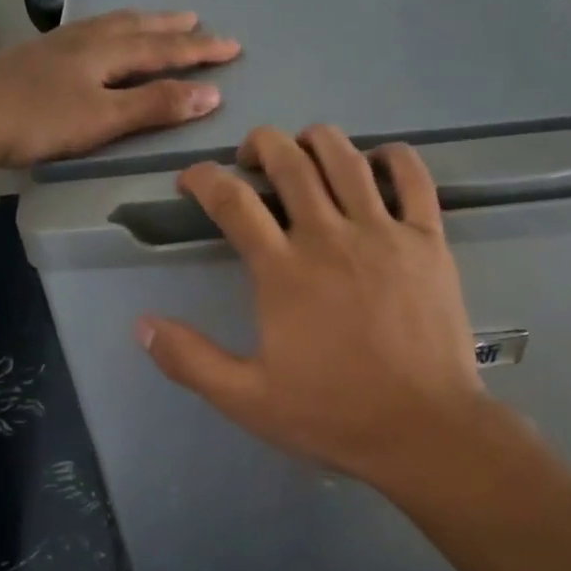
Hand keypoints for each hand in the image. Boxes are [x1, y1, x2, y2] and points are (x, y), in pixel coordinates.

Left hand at [0, 10, 240, 168]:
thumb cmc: (40, 120)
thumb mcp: (104, 118)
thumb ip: (155, 106)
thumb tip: (210, 94)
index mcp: (106, 52)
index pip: (164, 49)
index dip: (199, 50)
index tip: (233, 46)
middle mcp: (85, 39)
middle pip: (137, 27)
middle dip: (171, 28)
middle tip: (198, 20)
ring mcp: (57, 45)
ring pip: (109, 25)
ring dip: (139, 23)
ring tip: (156, 21)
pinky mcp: (36, 56)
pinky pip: (87, 33)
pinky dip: (108, 30)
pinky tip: (97, 39)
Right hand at [138, 125, 494, 488]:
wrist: (422, 429)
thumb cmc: (332, 414)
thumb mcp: (246, 399)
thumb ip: (190, 360)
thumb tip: (142, 325)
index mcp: (282, 270)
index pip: (232, 201)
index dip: (203, 179)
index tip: (191, 180)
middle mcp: (329, 236)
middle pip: (289, 161)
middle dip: (260, 146)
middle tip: (250, 160)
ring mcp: (384, 234)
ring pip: (346, 158)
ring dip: (315, 141)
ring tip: (303, 151)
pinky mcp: (428, 241)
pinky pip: (413, 177)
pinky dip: (393, 156)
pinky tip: (377, 161)